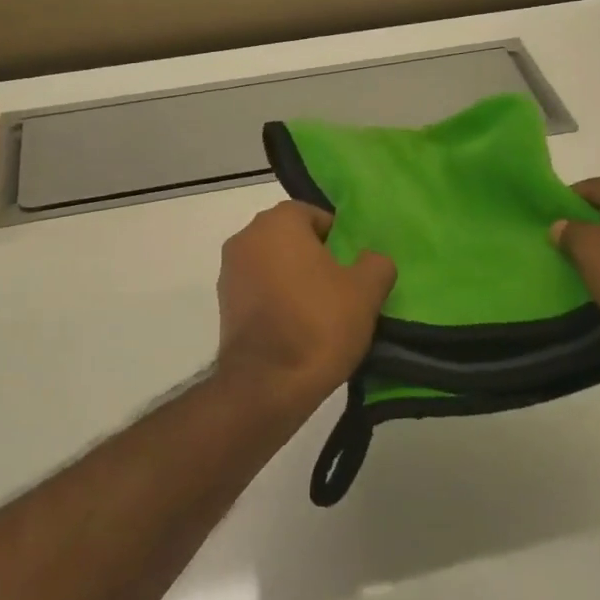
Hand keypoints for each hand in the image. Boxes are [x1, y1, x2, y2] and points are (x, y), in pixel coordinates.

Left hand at [216, 202, 395, 409]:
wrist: (267, 384)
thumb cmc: (319, 324)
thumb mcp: (366, 292)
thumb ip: (376, 263)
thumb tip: (371, 259)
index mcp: (278, 223)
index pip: (313, 214)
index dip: (337, 237)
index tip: (352, 265)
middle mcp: (246, 237)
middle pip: (289, 237)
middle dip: (314, 256)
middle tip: (341, 286)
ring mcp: (229, 271)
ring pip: (272, 263)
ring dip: (293, 278)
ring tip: (320, 310)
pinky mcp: (223, 304)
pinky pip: (258, 289)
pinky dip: (275, 299)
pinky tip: (296, 326)